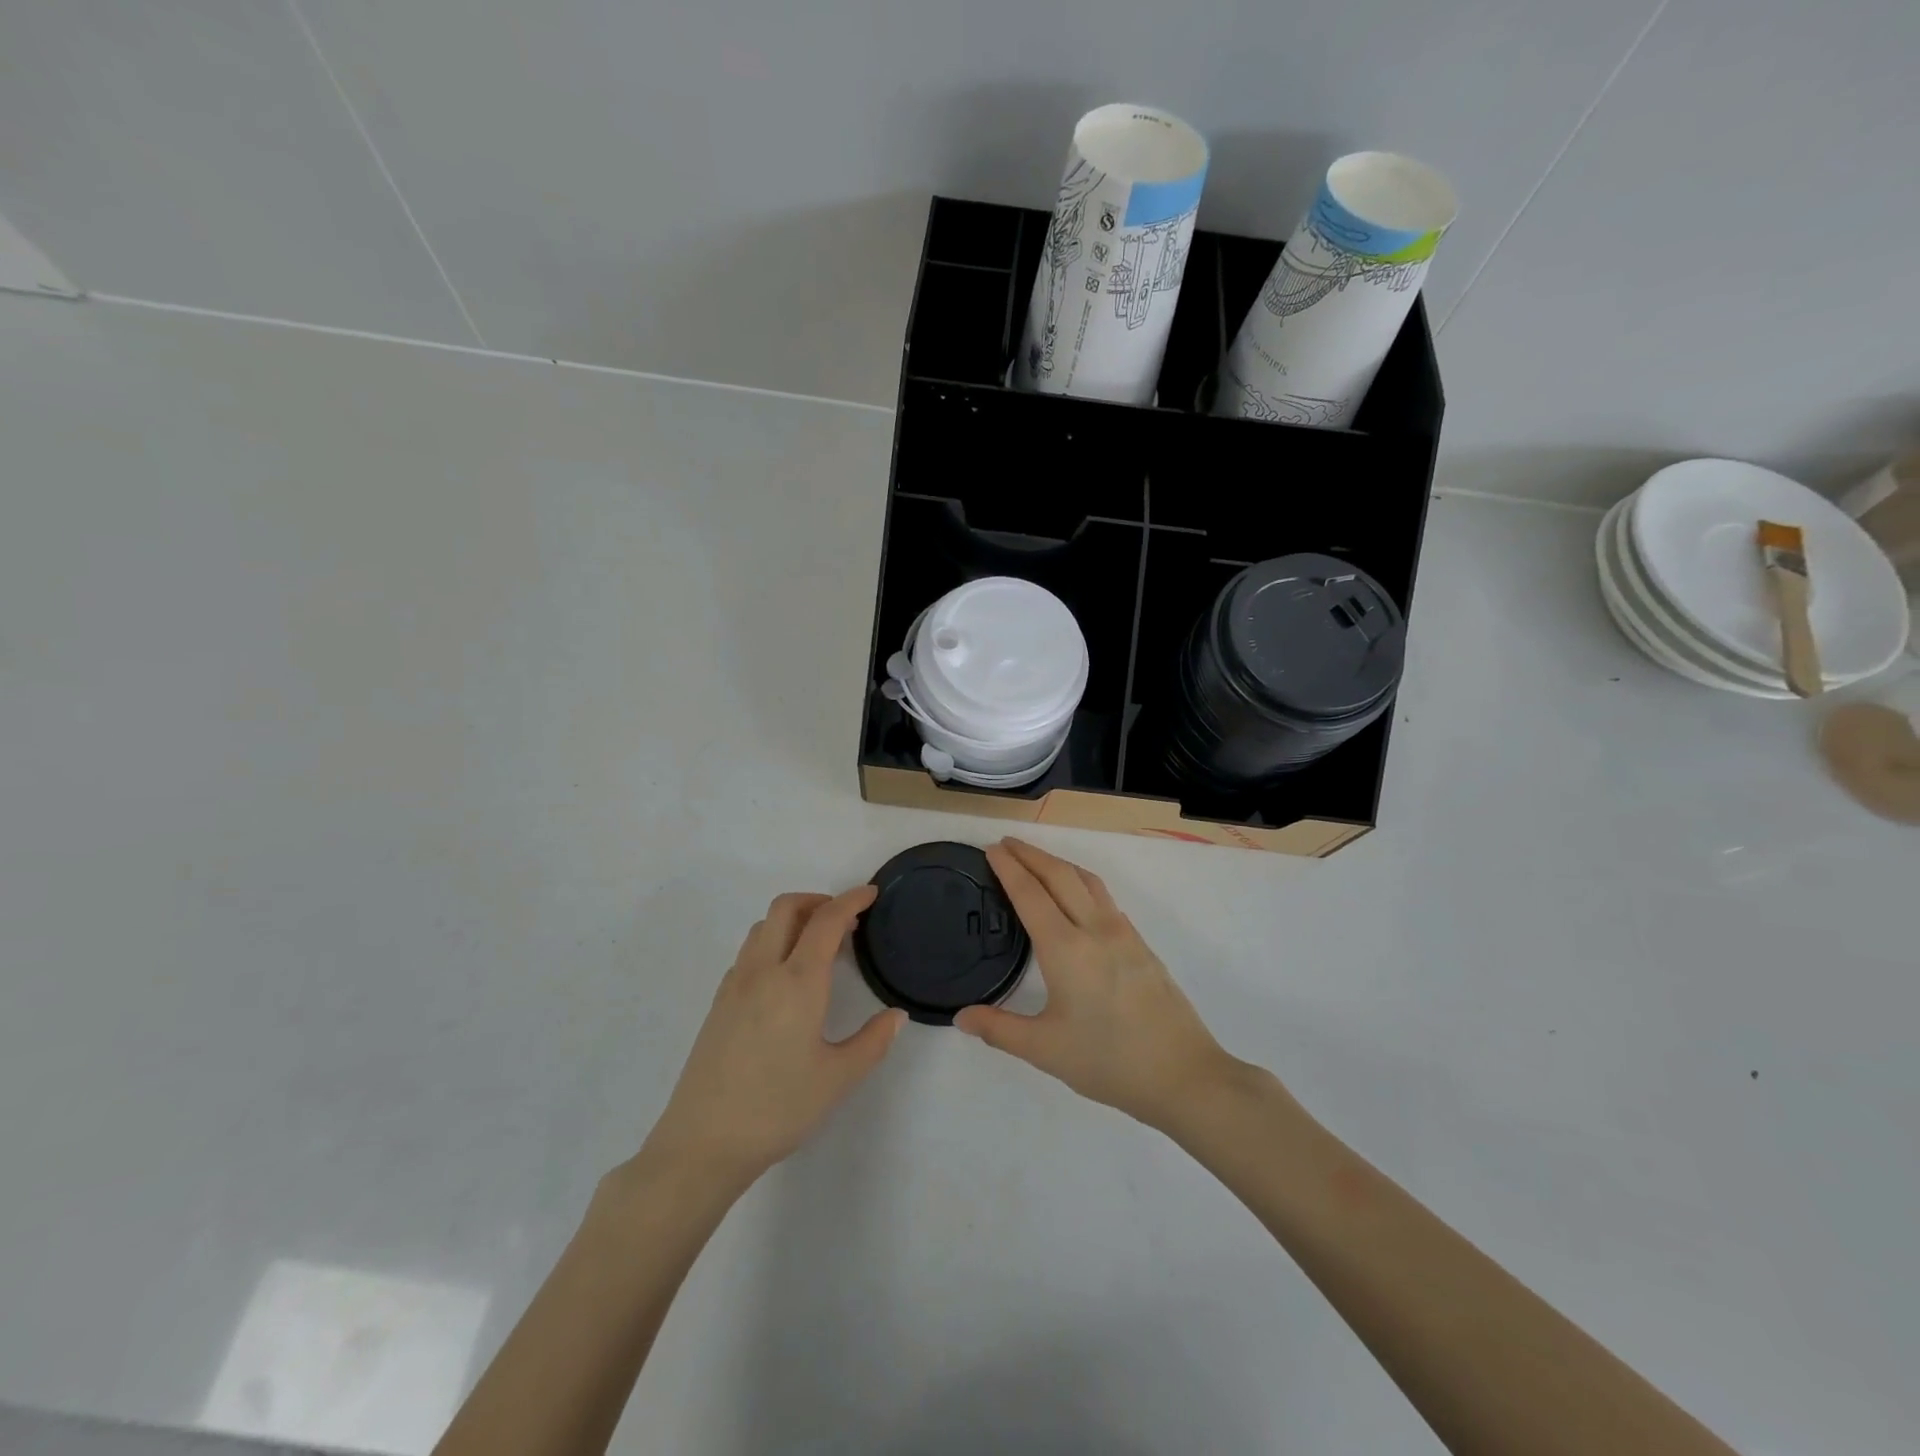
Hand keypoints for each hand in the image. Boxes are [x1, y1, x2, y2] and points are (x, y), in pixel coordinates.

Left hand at [641, 885, 903, 1187]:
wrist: (702, 1144)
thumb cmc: (778, 1108)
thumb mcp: (838, 1078)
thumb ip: (873, 1041)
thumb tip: (897, 1015)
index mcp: (798, 981)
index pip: (826, 920)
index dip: (851, 899)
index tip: (871, 893)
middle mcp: (763, 970)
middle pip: (786, 908)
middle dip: (818, 901)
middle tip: (846, 920)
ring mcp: (735, 985)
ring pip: (763, 927)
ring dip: (792, 919)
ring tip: (818, 945)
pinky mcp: (718, 1003)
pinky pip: (749, 952)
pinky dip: (773, 942)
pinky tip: (786, 978)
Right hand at [955, 840, 1233, 1131]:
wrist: (1183, 1074)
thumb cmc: (1109, 1061)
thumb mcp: (1045, 1050)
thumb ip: (999, 1029)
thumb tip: (961, 1017)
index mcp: (1066, 948)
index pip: (1030, 894)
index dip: (1009, 868)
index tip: (991, 849)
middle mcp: (1095, 929)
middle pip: (1059, 875)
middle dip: (1030, 854)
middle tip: (1005, 844)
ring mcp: (1123, 933)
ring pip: (1086, 880)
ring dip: (1058, 863)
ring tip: (1037, 861)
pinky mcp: (1141, 944)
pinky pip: (1104, 897)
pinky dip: (1080, 882)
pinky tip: (1076, 897)